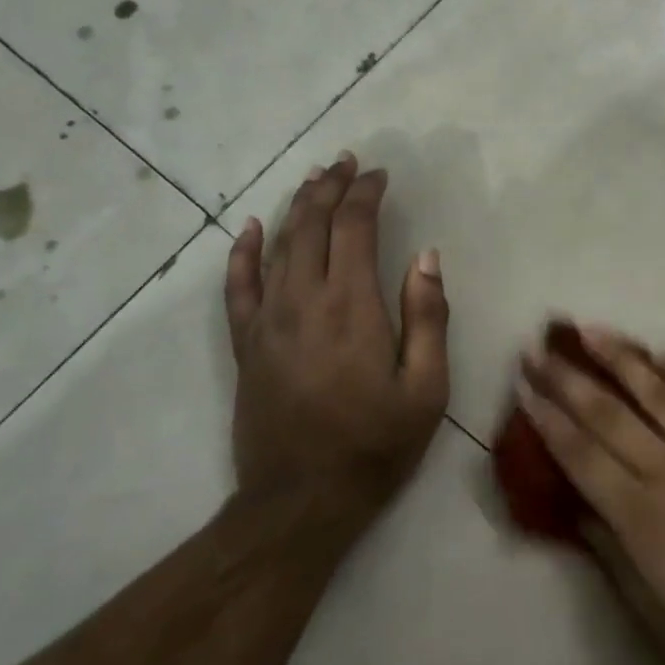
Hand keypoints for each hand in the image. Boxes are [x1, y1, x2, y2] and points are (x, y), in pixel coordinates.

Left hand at [223, 154, 449, 526]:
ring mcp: (267, 320)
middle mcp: (303, 300)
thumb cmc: (374, 444)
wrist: (300, 502)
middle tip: (347, 162)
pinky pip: (237, 286)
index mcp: (351, 306)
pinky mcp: (246, 344)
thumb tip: (426, 256)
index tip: (380, 175)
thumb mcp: (426, 388)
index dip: (366, 193)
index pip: (354, 227)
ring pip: (278, 245)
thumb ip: (428, 316)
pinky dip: (243, 251)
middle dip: (330, 186)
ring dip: (297, 206)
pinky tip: (251, 226)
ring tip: (315, 179)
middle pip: (311, 224)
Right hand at [520, 326, 664, 664]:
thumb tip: (582, 516)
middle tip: (536, 350)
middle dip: (566, 379)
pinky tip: (663, 355)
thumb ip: (619, 568)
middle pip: (608, 414)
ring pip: (656, 389)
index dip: (548, 421)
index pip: (582, 457)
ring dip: (619, 357)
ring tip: (589, 331)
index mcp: (647, 520)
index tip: (524, 389)